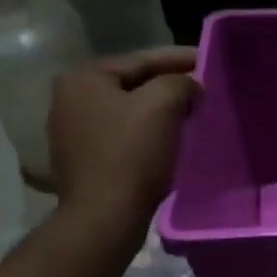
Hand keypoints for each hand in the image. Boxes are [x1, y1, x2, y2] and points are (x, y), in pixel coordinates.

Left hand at [42, 47, 199, 218]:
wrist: (105, 217)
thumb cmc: (132, 156)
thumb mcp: (162, 106)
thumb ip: (180, 83)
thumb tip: (190, 86)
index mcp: (84, 78)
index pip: (141, 60)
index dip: (179, 59)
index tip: (207, 60)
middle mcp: (68, 98)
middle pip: (131, 85)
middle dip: (167, 86)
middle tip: (200, 88)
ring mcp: (70, 132)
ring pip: (126, 111)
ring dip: (156, 112)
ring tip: (188, 115)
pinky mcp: (80, 161)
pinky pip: (120, 137)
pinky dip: (144, 134)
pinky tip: (165, 142)